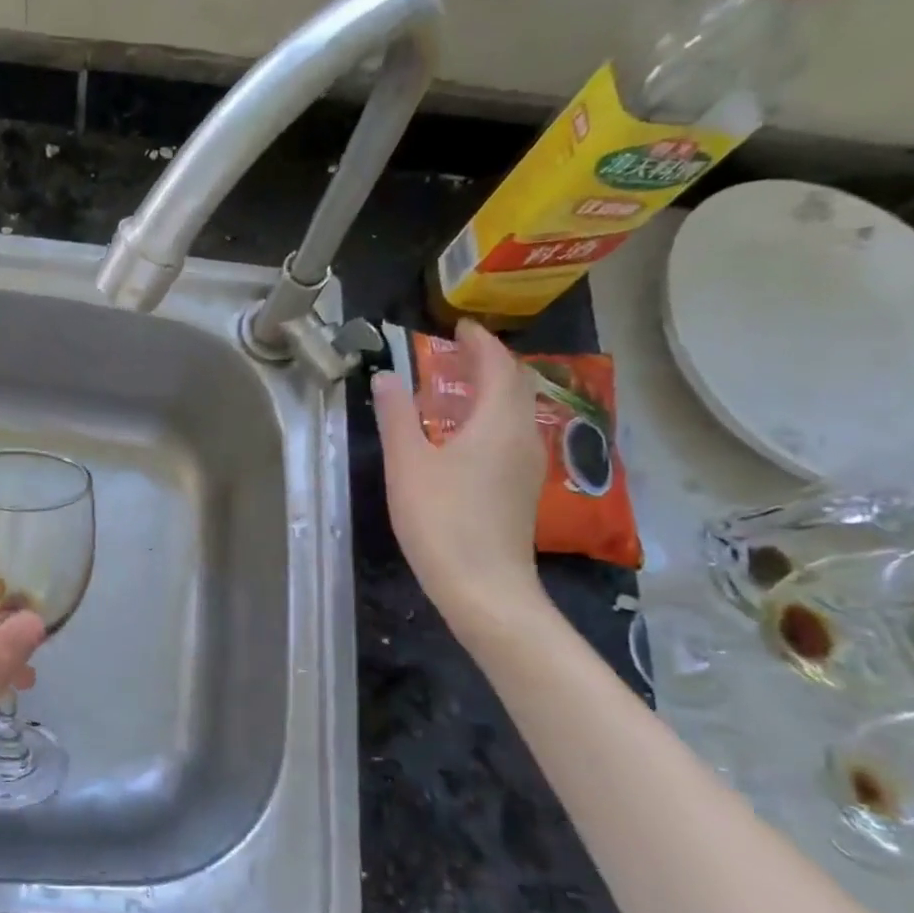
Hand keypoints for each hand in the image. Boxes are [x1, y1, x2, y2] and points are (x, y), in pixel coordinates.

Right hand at [372, 319, 545, 631]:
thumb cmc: (440, 519)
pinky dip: (494, 417)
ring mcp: (528, 465)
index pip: (498, 366)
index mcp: (497, 422)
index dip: (481, 342)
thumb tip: (385, 378)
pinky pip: (514, 435)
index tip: (459, 327)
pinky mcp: (522, 489)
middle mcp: (523, 436)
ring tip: (462, 387)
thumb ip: (396, 417)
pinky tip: (469, 434)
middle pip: (515, 386)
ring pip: (518, 412)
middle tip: (459, 353)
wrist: (483, 585)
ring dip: (494, 390)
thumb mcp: (407, 464)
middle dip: (490, 363)